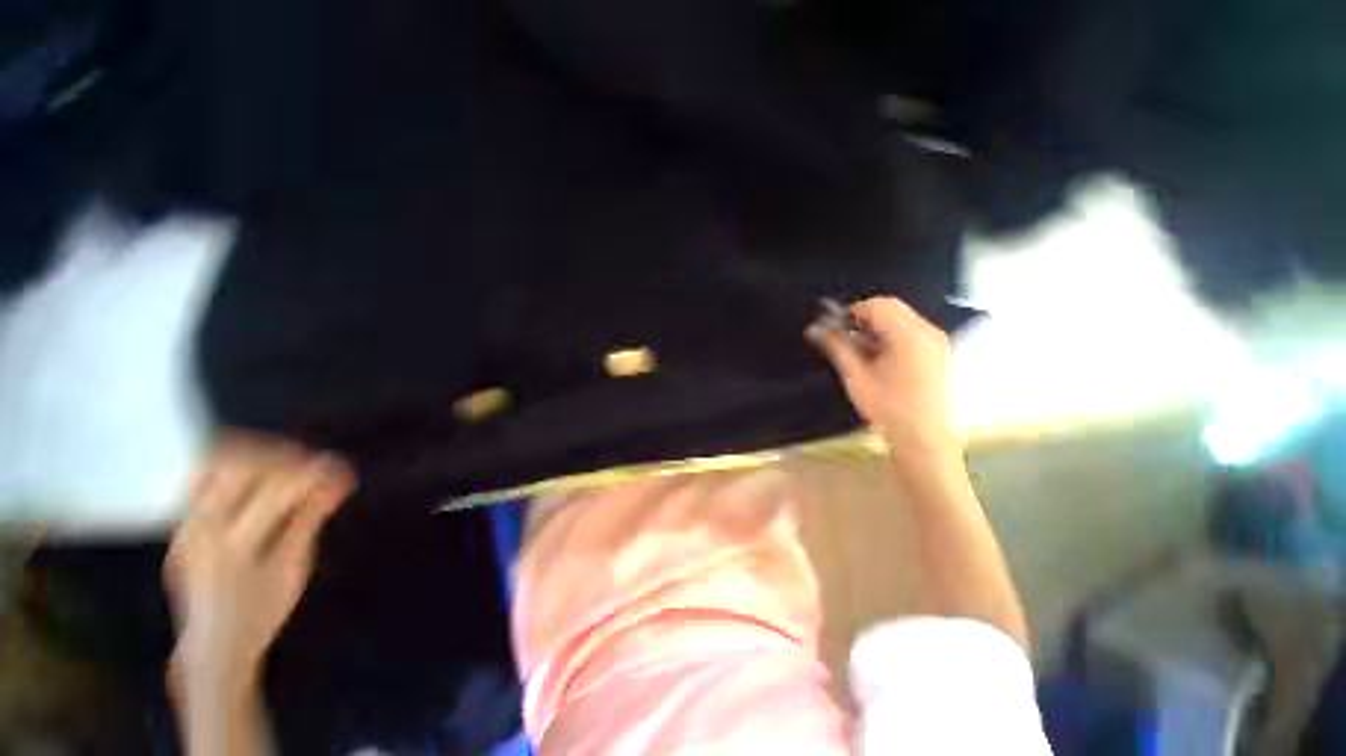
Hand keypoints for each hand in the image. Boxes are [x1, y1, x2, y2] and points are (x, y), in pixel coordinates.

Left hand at [165, 433, 354, 691]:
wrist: (213, 643)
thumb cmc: (263, 610)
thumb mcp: (293, 567)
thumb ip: (309, 518)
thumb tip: (339, 479)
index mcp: (234, 544)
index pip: (275, 488)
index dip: (311, 471)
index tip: (338, 467)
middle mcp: (202, 527)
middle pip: (240, 466)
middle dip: (282, 456)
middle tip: (314, 461)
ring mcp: (186, 522)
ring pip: (214, 464)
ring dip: (254, 455)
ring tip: (286, 461)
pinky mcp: (182, 521)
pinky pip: (199, 477)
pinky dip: (228, 464)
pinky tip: (253, 472)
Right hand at [806, 297, 959, 459]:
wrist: (923, 439)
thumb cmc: (891, 410)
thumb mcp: (856, 376)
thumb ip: (836, 347)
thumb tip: (815, 329)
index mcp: (909, 337)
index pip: (878, 305)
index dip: (851, 312)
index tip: (835, 327)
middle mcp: (928, 334)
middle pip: (891, 309)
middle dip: (864, 320)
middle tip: (846, 340)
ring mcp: (936, 344)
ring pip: (901, 320)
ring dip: (877, 329)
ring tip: (861, 353)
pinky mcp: (938, 354)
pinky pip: (911, 333)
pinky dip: (891, 338)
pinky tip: (878, 360)